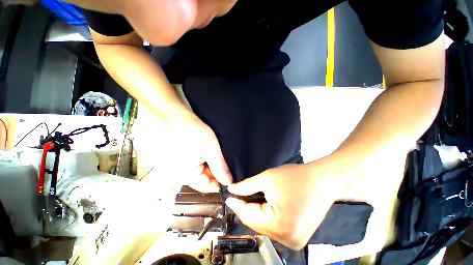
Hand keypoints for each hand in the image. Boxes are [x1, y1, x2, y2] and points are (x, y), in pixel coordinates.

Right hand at [172, 110, 231, 192]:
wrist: (172, 112)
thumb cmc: (190, 129)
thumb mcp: (209, 149)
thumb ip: (219, 167)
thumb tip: (228, 182)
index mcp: (186, 175)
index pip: (207, 187)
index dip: (221, 183)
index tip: (232, 176)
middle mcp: (181, 172)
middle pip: (204, 178)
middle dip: (217, 172)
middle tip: (228, 163)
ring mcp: (181, 163)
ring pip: (202, 169)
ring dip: (212, 164)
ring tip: (221, 156)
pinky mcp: (183, 154)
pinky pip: (197, 161)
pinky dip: (206, 158)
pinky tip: (212, 151)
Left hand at [225, 156, 345, 249]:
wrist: (324, 179)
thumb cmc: (295, 176)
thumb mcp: (267, 178)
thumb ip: (246, 186)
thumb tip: (232, 190)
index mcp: (281, 226)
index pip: (248, 217)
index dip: (237, 205)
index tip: (229, 197)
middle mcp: (288, 240)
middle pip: (257, 224)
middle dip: (246, 209)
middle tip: (238, 196)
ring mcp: (295, 240)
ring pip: (265, 226)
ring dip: (256, 212)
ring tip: (250, 199)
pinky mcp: (299, 236)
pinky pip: (275, 227)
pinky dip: (267, 216)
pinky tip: (264, 205)